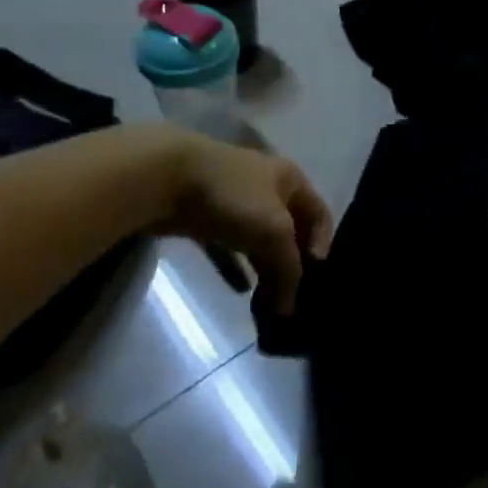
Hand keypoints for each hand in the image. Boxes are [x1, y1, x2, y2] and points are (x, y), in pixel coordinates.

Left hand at [164, 136, 332, 315]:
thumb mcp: (274, 233)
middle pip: (289, 231)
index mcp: (290, 180)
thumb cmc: (233, 197)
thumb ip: (288, 271)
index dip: (322, 245)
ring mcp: (234, 202)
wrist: (165, 178)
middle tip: (290, 300)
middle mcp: (267, 187)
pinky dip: (235, 268)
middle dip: (291, 265)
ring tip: (267, 302)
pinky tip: (240, 291)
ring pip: (258, 240)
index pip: (320, 214)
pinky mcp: (205, 217)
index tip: (314, 277)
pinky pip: (227, 248)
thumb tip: (288, 309)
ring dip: (264, 269)